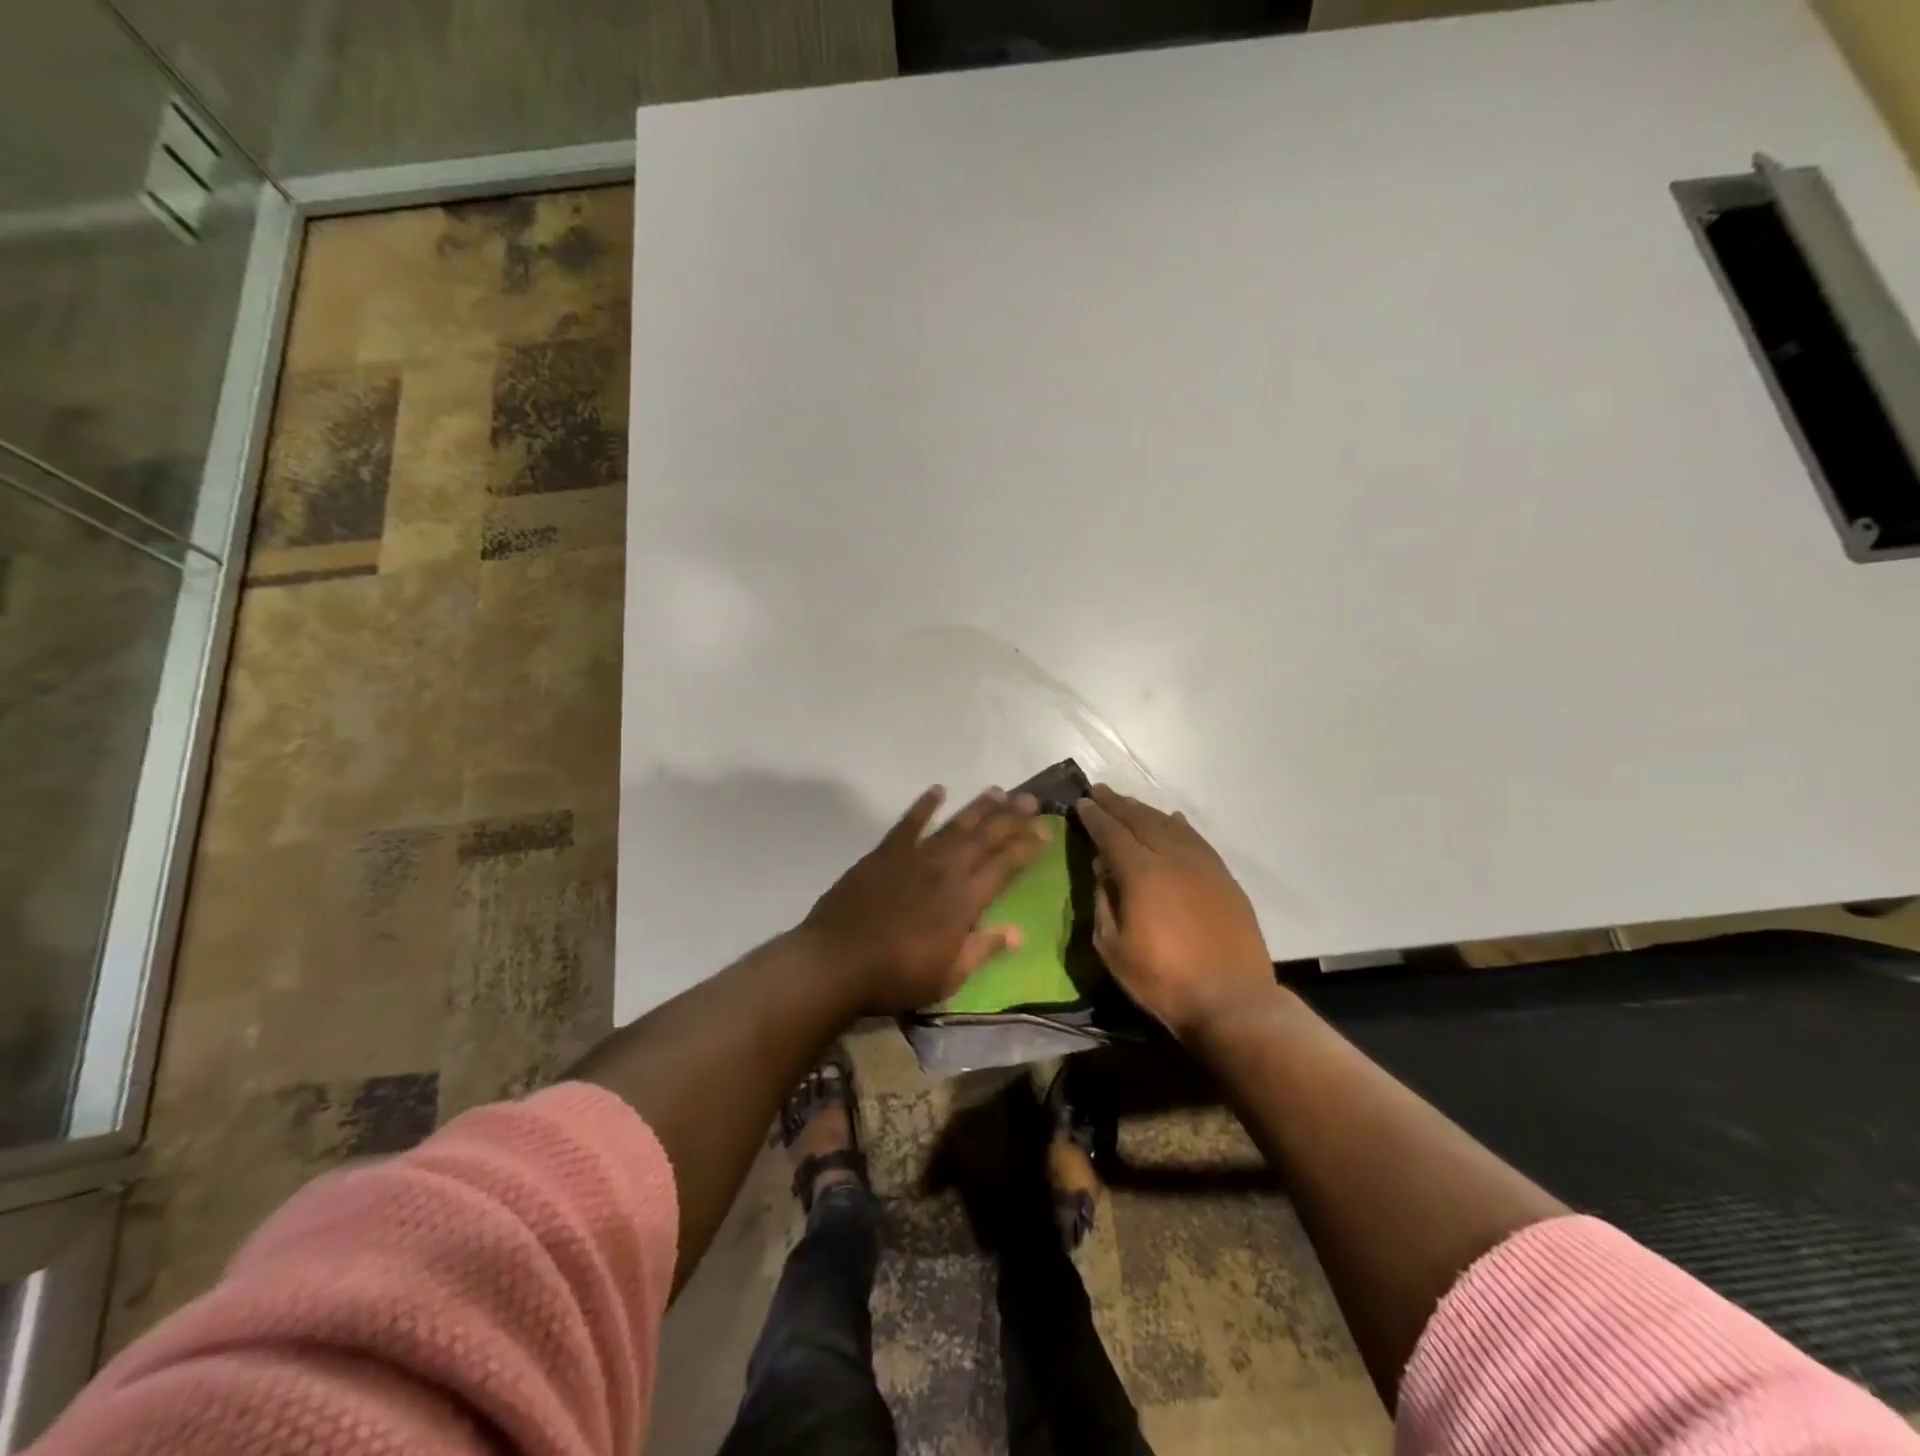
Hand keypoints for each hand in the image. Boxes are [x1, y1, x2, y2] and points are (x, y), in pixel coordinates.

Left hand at [803, 786, 1049, 1014]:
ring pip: (954, 824)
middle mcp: (945, 870)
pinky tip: (937, 790)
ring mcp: (914, 857)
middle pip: (985, 837)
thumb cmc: (896, 976)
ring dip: (979, 807)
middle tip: (1032, 800)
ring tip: (999, 791)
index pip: (1004, 866)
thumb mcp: (948, 976)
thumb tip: (1018, 933)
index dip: (1027, 847)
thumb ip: (983, 949)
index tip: (1046, 830)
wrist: (837, 961)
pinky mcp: (884, 853)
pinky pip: (908, 823)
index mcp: (964, 900)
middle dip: (1011, 817)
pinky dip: (924, 805)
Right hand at [1076, 785, 1274, 1038]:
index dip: (1094, 817)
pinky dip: (1179, 825)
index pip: (1111, 833)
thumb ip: (1103, 902)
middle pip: (1141, 820)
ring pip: (1170, 825)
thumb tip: (1102, 869)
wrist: (1232, 1001)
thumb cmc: (1163, 980)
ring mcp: (1203, 865)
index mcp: (1141, 873)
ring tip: (1128, 803)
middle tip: (1100, 791)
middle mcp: (1173, 857)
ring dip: (1146, 810)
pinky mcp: (1224, 878)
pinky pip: (1197, 839)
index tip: (1082, 802)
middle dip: (1117, 804)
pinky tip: (1173, 819)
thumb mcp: (1113, 948)